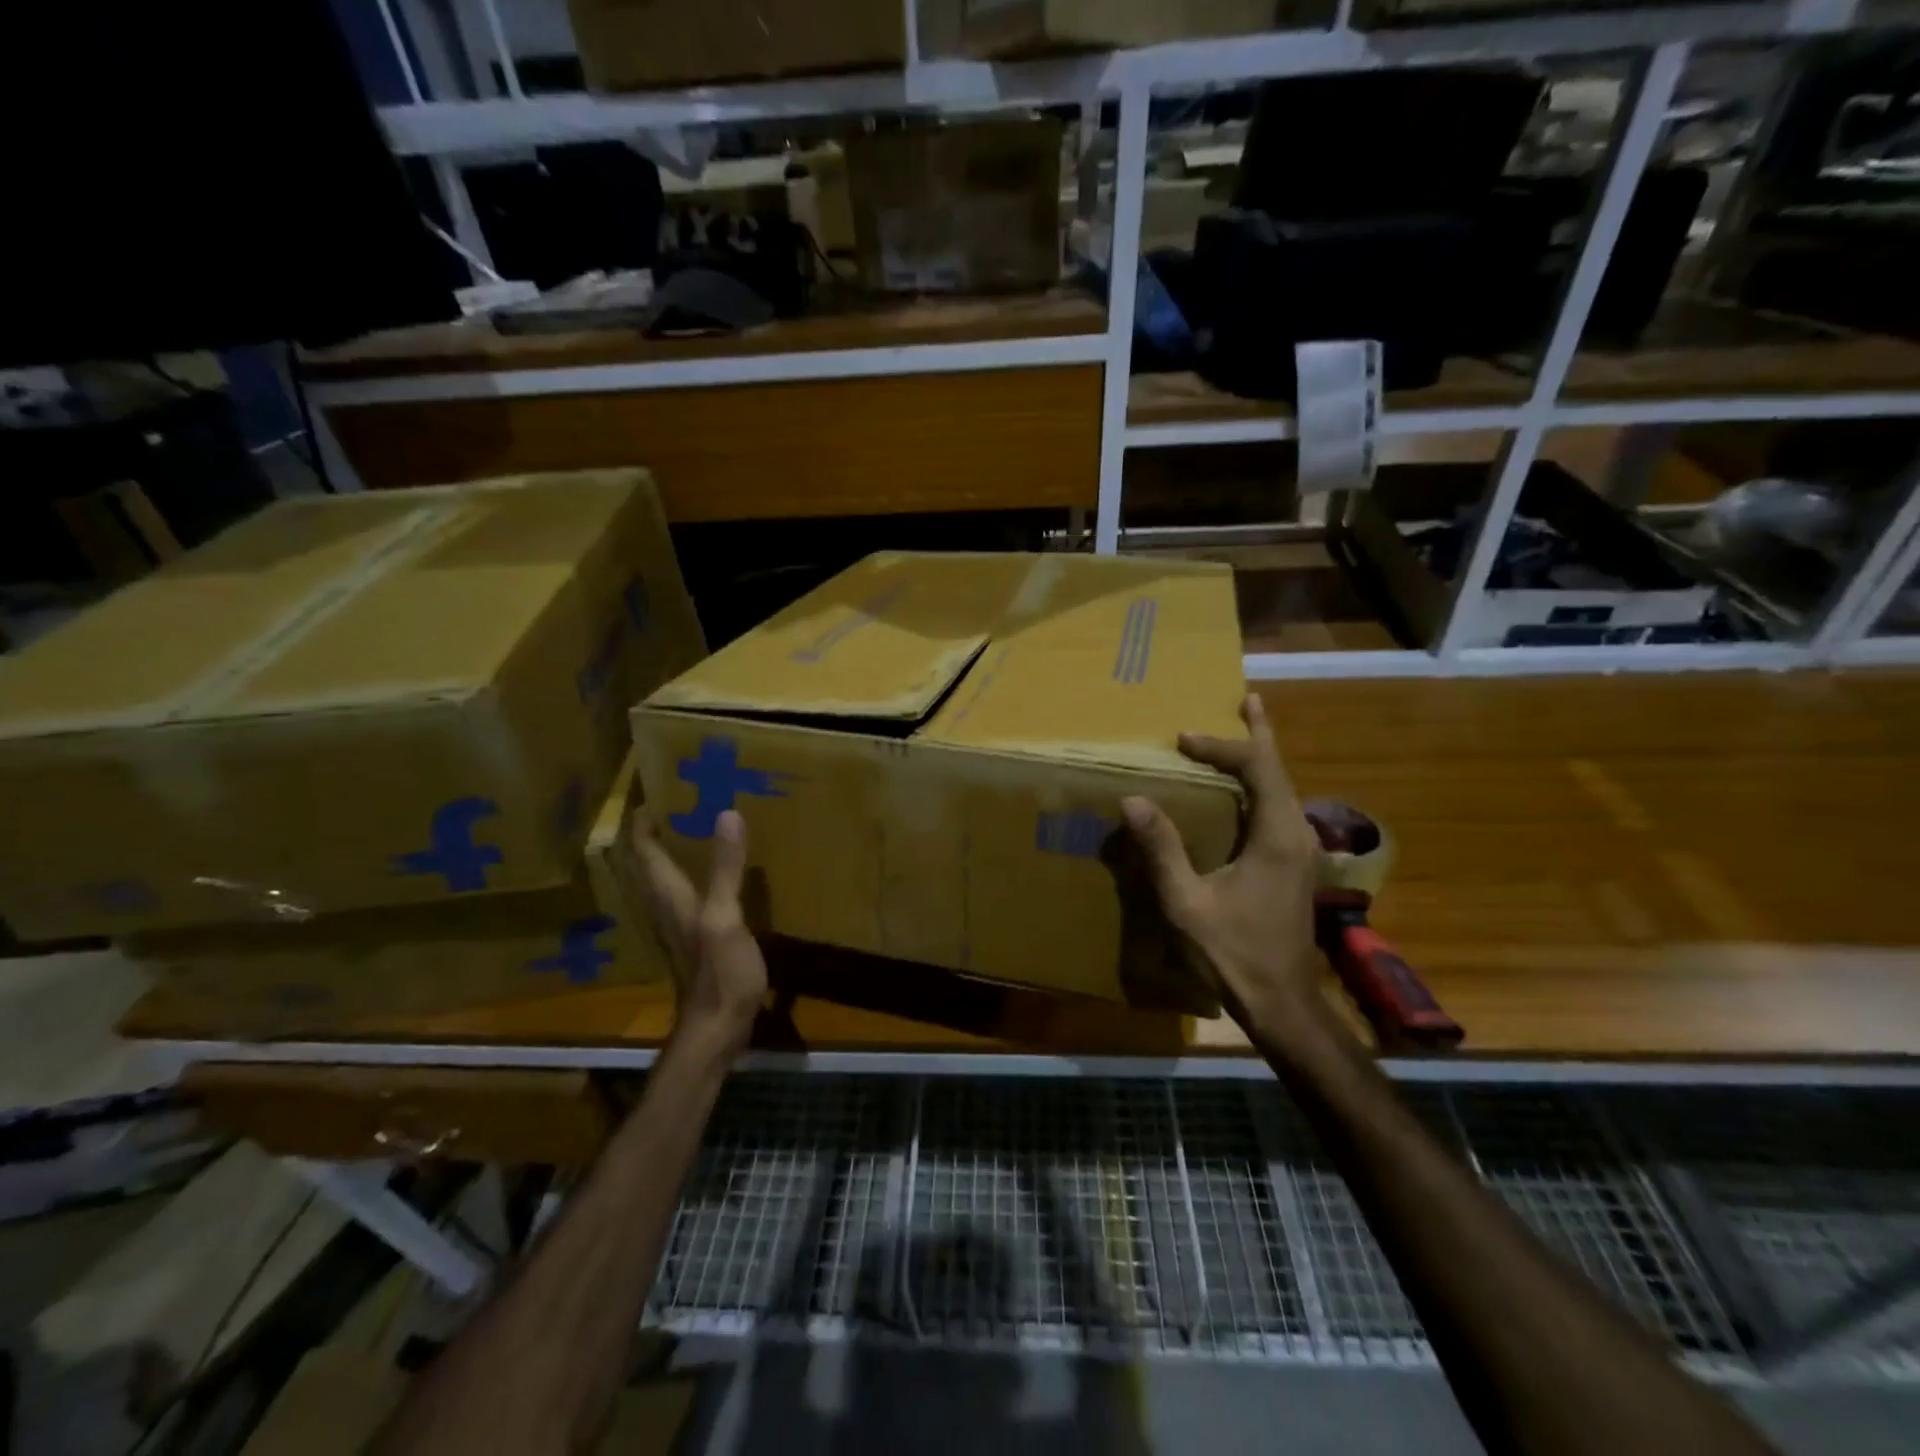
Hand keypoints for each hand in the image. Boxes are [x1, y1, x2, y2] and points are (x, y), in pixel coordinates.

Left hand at [630, 809, 767, 1052]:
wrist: (718, 1028)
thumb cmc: (719, 973)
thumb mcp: (725, 918)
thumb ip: (725, 869)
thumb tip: (726, 813)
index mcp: (670, 896)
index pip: (644, 849)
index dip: (643, 820)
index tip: (657, 788)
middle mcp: (668, 905)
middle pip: (650, 862)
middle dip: (657, 830)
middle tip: (679, 799)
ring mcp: (681, 923)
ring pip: (666, 877)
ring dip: (673, 850)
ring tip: (695, 824)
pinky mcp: (697, 936)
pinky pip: (688, 892)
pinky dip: (695, 872)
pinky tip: (716, 869)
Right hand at [1121, 694, 1324, 1037]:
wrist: (1282, 1003)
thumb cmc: (1233, 953)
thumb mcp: (1187, 902)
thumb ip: (1162, 849)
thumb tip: (1134, 799)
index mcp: (1277, 835)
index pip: (1257, 768)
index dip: (1221, 746)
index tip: (1182, 739)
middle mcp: (1297, 834)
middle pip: (1280, 770)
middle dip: (1258, 736)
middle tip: (1244, 702)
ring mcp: (1301, 851)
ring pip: (1283, 789)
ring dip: (1262, 760)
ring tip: (1246, 733)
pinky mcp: (1294, 866)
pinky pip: (1279, 809)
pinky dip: (1262, 785)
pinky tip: (1246, 791)